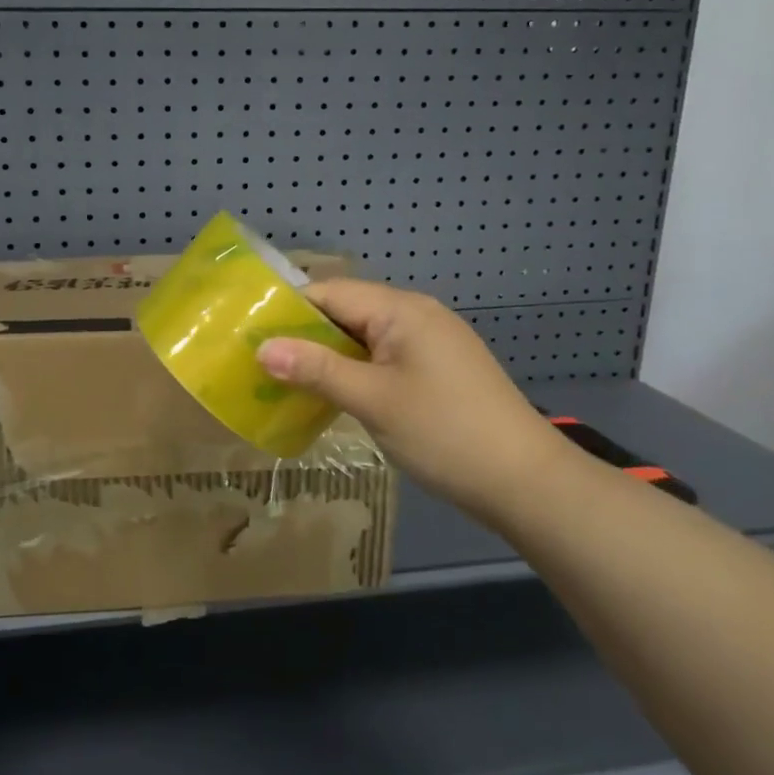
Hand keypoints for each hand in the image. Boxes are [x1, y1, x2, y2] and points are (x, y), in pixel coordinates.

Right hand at [256, 279, 563, 512]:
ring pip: (363, 337)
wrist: (526, 482)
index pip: (329, 292)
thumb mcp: (373, 400)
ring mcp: (430, 343)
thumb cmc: (445, 433)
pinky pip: (382, 358)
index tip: (248, 333)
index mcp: (401, 309)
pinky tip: (331, 394)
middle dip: (304, 335)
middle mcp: (416, 315)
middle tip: (259, 361)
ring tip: (284, 380)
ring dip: (327, 355)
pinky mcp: (437, 370)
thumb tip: (261, 348)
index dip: (287, 309)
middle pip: (345, 311)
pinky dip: (353, 370)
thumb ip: (316, 370)